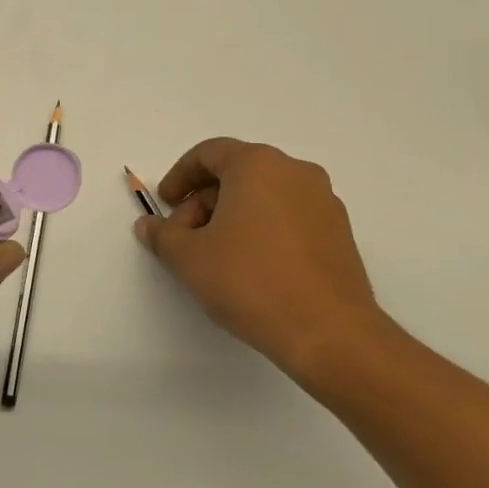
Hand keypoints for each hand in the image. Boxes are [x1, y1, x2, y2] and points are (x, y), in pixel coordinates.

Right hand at [133, 137, 383, 381]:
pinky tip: (250, 268)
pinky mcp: (339, 233)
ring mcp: (323, 202)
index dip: (179, 177)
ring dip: (232, 217)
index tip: (165, 205)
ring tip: (215, 257)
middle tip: (185, 238)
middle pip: (236, 174)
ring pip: (263, 196)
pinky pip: (288, 216)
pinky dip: (262, 230)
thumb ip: (163, 235)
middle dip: (203, 202)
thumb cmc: (250, 281)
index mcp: (258, 164)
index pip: (208, 154)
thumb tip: (148, 226)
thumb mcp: (189, 258)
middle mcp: (295, 172)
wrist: (329, 333)